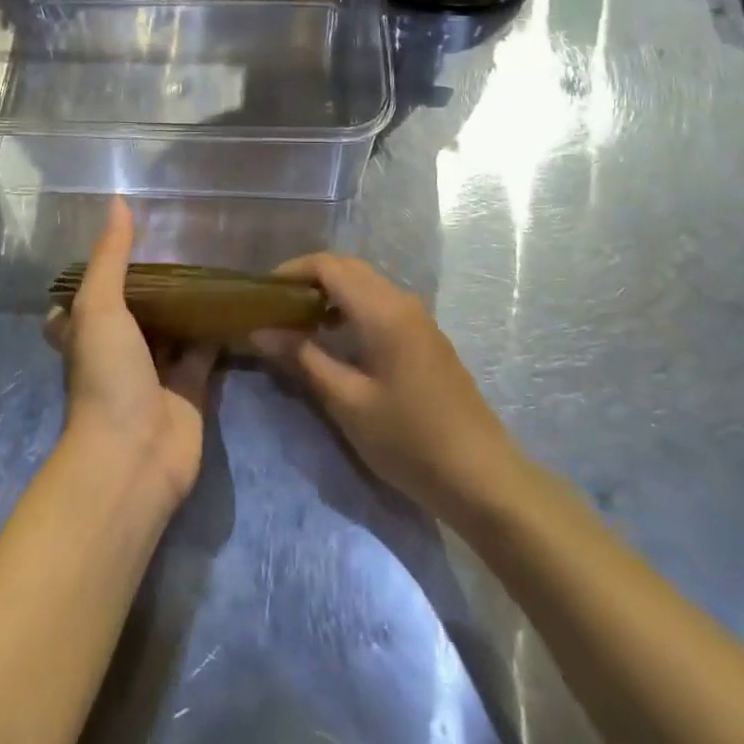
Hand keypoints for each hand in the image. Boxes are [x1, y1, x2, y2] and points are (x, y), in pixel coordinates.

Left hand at [49, 198, 217, 510]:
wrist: (134, 456)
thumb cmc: (106, 376)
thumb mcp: (99, 306)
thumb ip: (111, 256)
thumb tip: (118, 202)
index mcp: (88, 332)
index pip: (86, 297)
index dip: (99, 272)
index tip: (122, 241)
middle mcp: (119, 350)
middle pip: (137, 310)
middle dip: (155, 284)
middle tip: (183, 243)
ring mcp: (155, 372)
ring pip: (174, 328)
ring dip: (189, 303)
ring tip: (214, 261)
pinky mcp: (190, 389)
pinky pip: (205, 350)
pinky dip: (218, 330)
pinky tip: (238, 301)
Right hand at [250, 254, 521, 522]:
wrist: (482, 478)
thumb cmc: (409, 440)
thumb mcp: (347, 402)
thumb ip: (303, 358)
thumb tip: (260, 331)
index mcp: (383, 310)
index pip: (329, 266)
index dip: (292, 270)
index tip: (262, 292)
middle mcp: (401, 301)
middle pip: (347, 268)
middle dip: (308, 279)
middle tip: (275, 306)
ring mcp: (418, 318)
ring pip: (364, 285)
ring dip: (330, 294)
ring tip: (297, 324)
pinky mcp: (425, 337)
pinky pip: (379, 304)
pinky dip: (350, 309)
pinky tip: (335, 341)